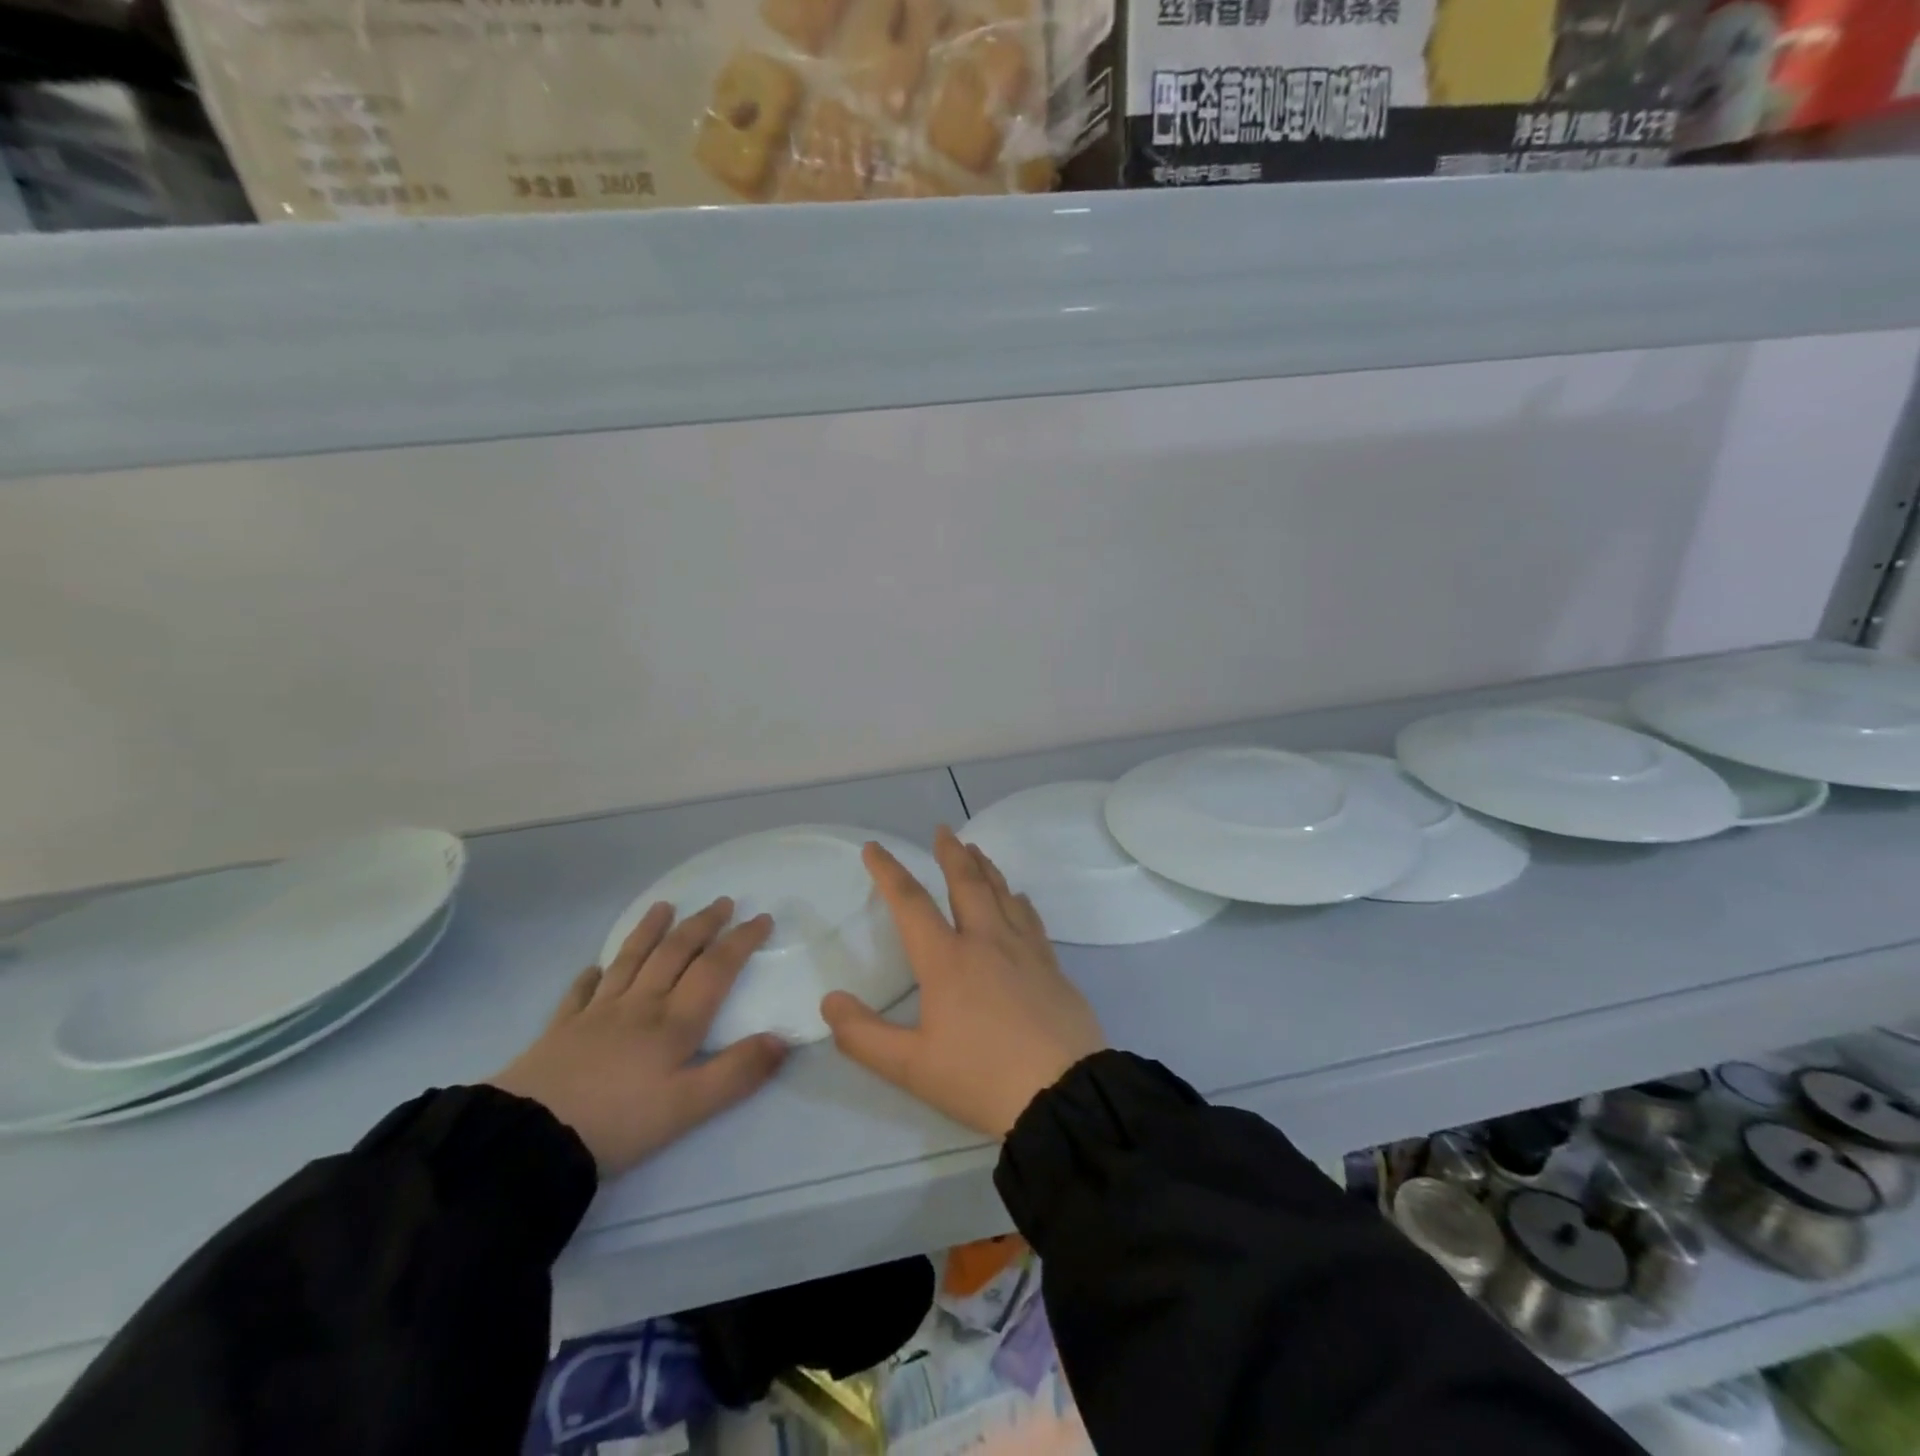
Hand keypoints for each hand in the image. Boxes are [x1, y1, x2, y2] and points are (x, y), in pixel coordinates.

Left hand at [488, 898, 786, 1176]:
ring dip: (649, 931)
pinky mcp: (561, 1031)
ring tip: (663, 907)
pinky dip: (592, 975)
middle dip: (702, 925)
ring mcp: (596, 1014)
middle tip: (723, 902)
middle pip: (675, 953)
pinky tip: (594, 968)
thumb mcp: (688, 1108)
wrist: (528, 1140)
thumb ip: (737, 1073)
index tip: (762, 918)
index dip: (740, 941)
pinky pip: (580, 993)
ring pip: (630, 961)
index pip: (715, 969)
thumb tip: (782, 1039)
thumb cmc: (618, 1123)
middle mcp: (639, 1006)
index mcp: (674, 1023)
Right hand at [821, 826, 1105, 1137]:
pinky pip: (1030, 918)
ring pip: (1002, 893)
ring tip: (976, 850)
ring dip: (985, 868)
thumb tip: (829, 1001)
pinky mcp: (1052, 965)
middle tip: (943, 831)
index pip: (911, 903)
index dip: (889, 872)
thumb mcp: (911, 1067)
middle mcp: (986, 941)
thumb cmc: (981, 1079)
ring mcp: (1024, 950)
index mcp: (947, 960)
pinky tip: (1019, 898)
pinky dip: (1018, 900)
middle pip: (966, 883)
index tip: (875, 848)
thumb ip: (864, 1036)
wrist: (1063, 1093)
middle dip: (950, 853)